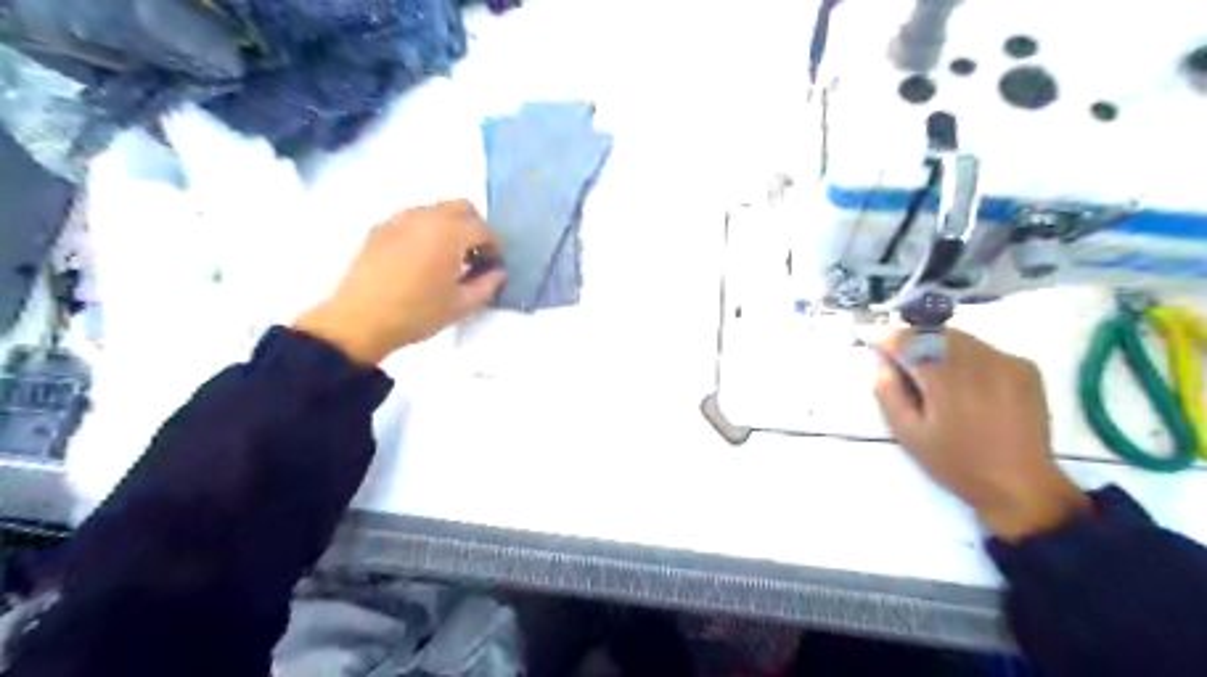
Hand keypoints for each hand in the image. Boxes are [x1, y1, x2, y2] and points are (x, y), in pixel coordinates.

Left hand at [296, 200, 503, 363]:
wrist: (359, 320)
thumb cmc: (417, 313)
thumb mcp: (462, 306)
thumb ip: (488, 285)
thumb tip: (497, 273)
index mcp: (450, 232)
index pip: (484, 229)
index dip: (494, 248)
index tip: (493, 268)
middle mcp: (426, 216)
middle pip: (462, 207)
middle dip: (475, 228)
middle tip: (474, 256)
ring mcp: (399, 219)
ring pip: (436, 210)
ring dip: (450, 227)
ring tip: (448, 259)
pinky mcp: (379, 228)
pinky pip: (413, 219)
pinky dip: (426, 231)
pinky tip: (421, 260)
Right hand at [874, 329, 1089, 538]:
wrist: (1020, 485)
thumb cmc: (956, 462)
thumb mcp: (908, 433)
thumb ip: (888, 392)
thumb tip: (882, 362)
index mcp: (946, 378)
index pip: (908, 340)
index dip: (887, 339)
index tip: (873, 342)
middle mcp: (978, 360)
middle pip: (934, 332)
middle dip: (912, 340)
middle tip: (899, 360)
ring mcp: (1005, 361)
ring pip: (959, 337)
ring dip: (937, 345)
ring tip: (930, 371)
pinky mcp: (1024, 367)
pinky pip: (983, 348)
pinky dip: (964, 355)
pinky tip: (963, 381)